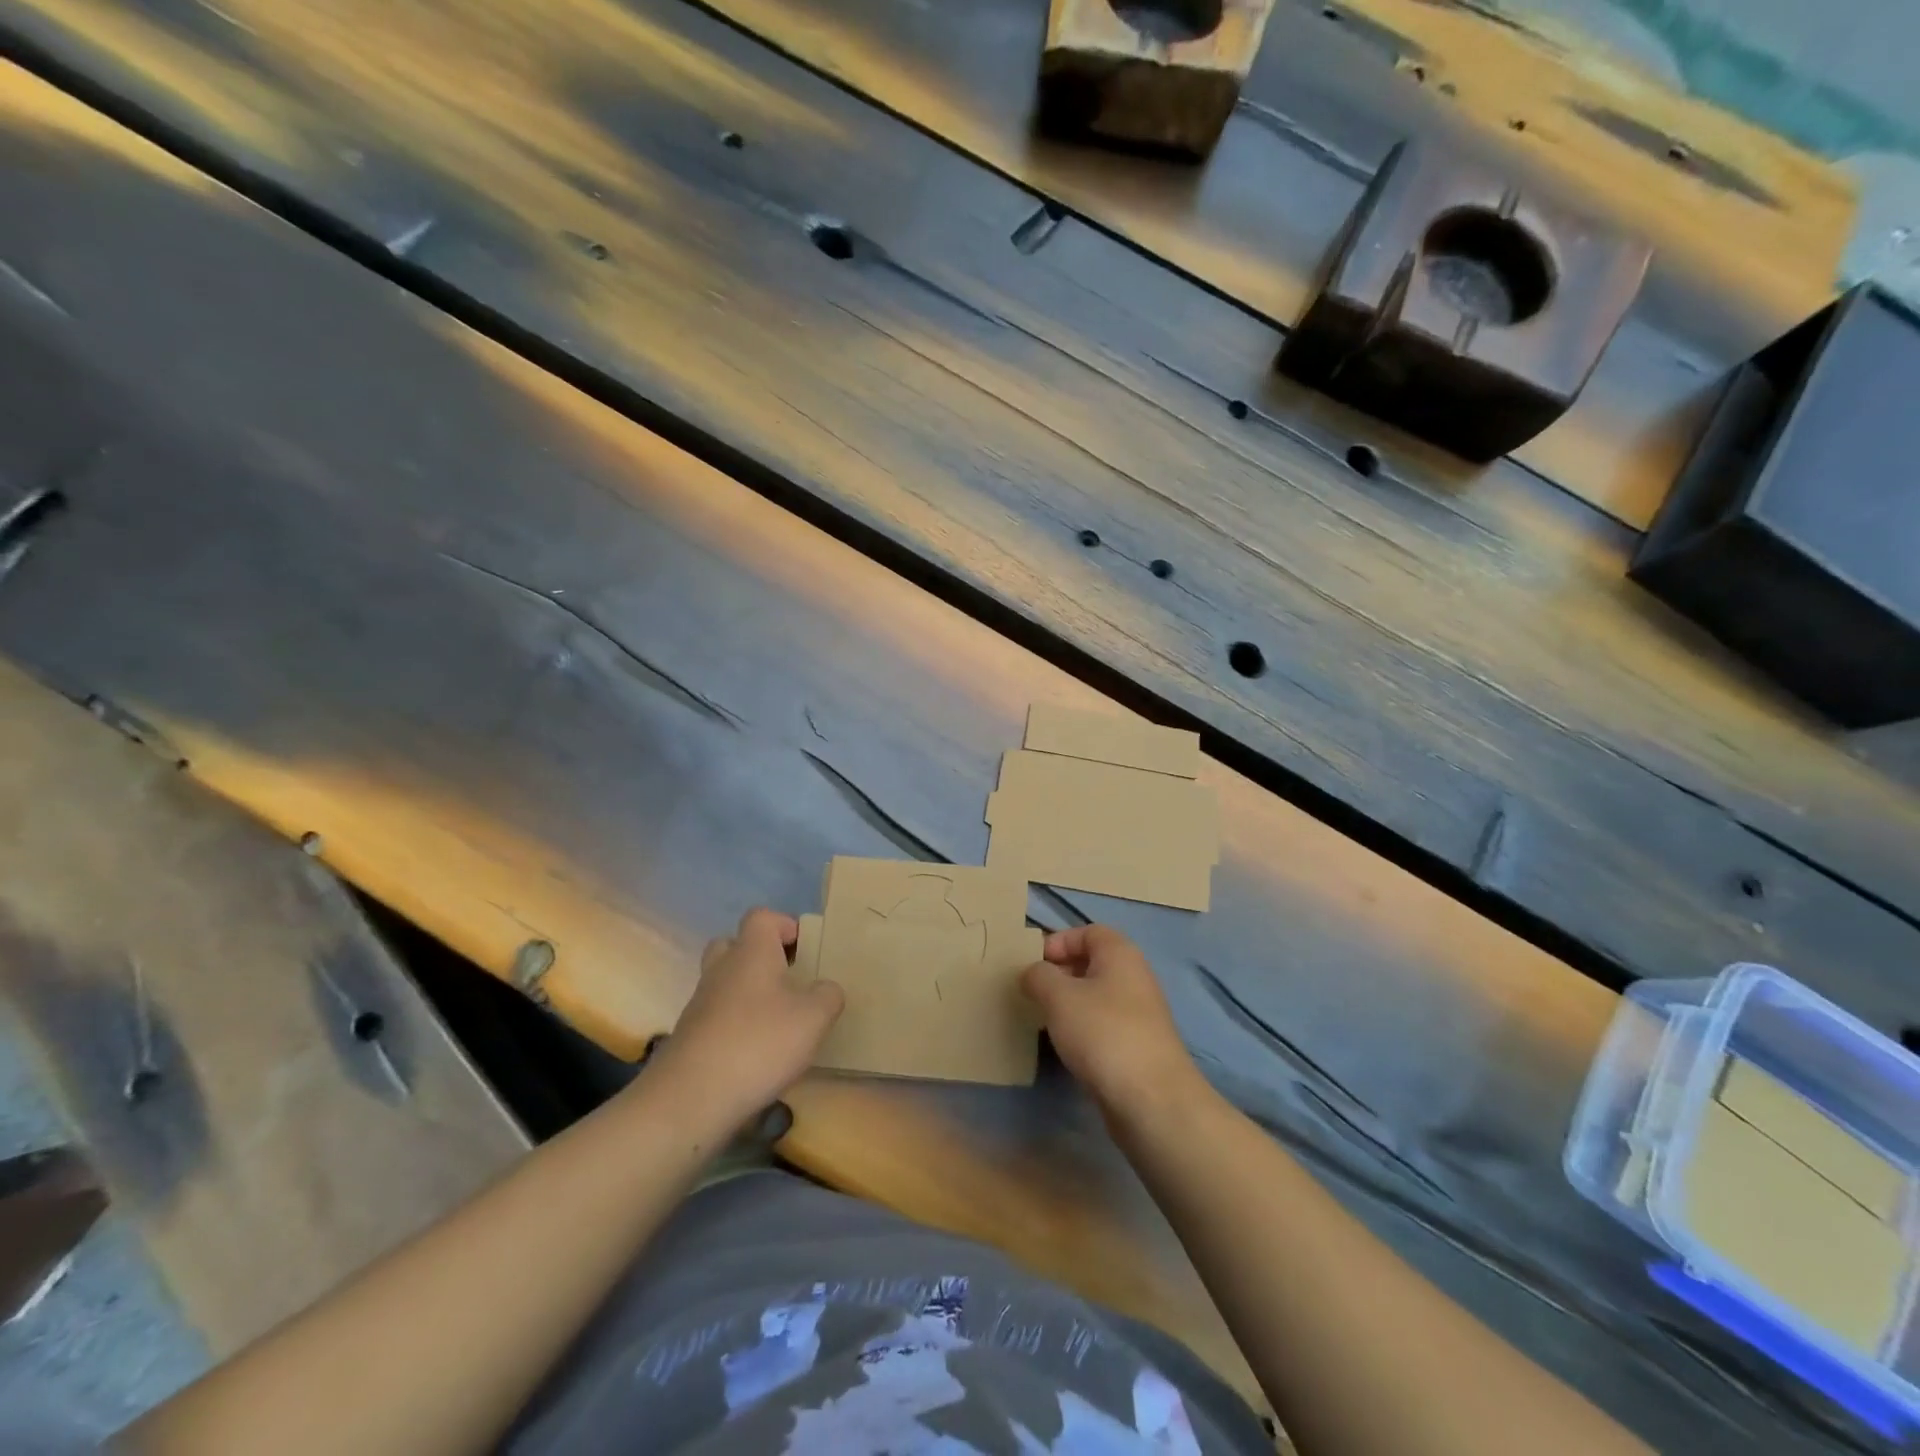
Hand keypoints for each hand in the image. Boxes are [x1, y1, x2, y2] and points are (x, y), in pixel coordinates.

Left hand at [652, 908, 843, 1125]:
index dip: (784, 925)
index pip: (762, 917)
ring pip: (725, 982)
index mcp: (751, 952)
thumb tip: (825, 989)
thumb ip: (828, 995)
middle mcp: (721, 969)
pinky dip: (736, 1025)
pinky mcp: (690, 1036)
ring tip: (778, 1022)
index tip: (805, 949)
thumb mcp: (814, 1018)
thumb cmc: (759, 1043)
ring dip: (748, 994)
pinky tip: (756, 1053)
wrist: (691, 1098)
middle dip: (760, 957)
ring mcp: (700, 1003)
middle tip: (787, 980)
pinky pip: (717, 1016)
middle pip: (735, 945)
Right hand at [1021, 925, 1204, 1124]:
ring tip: (1044, 1019)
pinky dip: (1083, 1029)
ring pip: (1097, 996)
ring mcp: (1139, 1013)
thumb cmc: (1103, 1033)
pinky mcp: (1138, 1046)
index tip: (1034, 964)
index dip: (1059, 941)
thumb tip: (1034, 973)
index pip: (1088, 931)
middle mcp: (1134, 977)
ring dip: (1070, 1003)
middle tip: (1033, 991)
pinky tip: (1066, 1046)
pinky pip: (1104, 1024)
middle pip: (1093, 962)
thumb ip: (1039, 976)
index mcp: (1120, 954)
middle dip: (1061, 973)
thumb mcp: (1058, 997)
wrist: (1151, 1099)